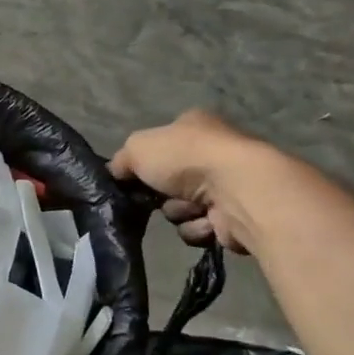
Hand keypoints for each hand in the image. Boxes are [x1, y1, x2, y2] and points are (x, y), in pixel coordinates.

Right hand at [109, 110, 274, 252]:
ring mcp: (226, 185)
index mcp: (192, 126)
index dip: (144, 163)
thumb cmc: (185, 158)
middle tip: (157, 196)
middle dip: (161, 195)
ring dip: (179, 212)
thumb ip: (121, 160)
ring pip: (181, 208)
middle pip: (167, 182)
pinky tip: (207, 221)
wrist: (237, 190)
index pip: (159, 145)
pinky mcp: (235, 216)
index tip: (133, 178)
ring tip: (192, 208)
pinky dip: (198, 227)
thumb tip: (116, 173)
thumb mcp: (137, 147)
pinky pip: (200, 228)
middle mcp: (212, 152)